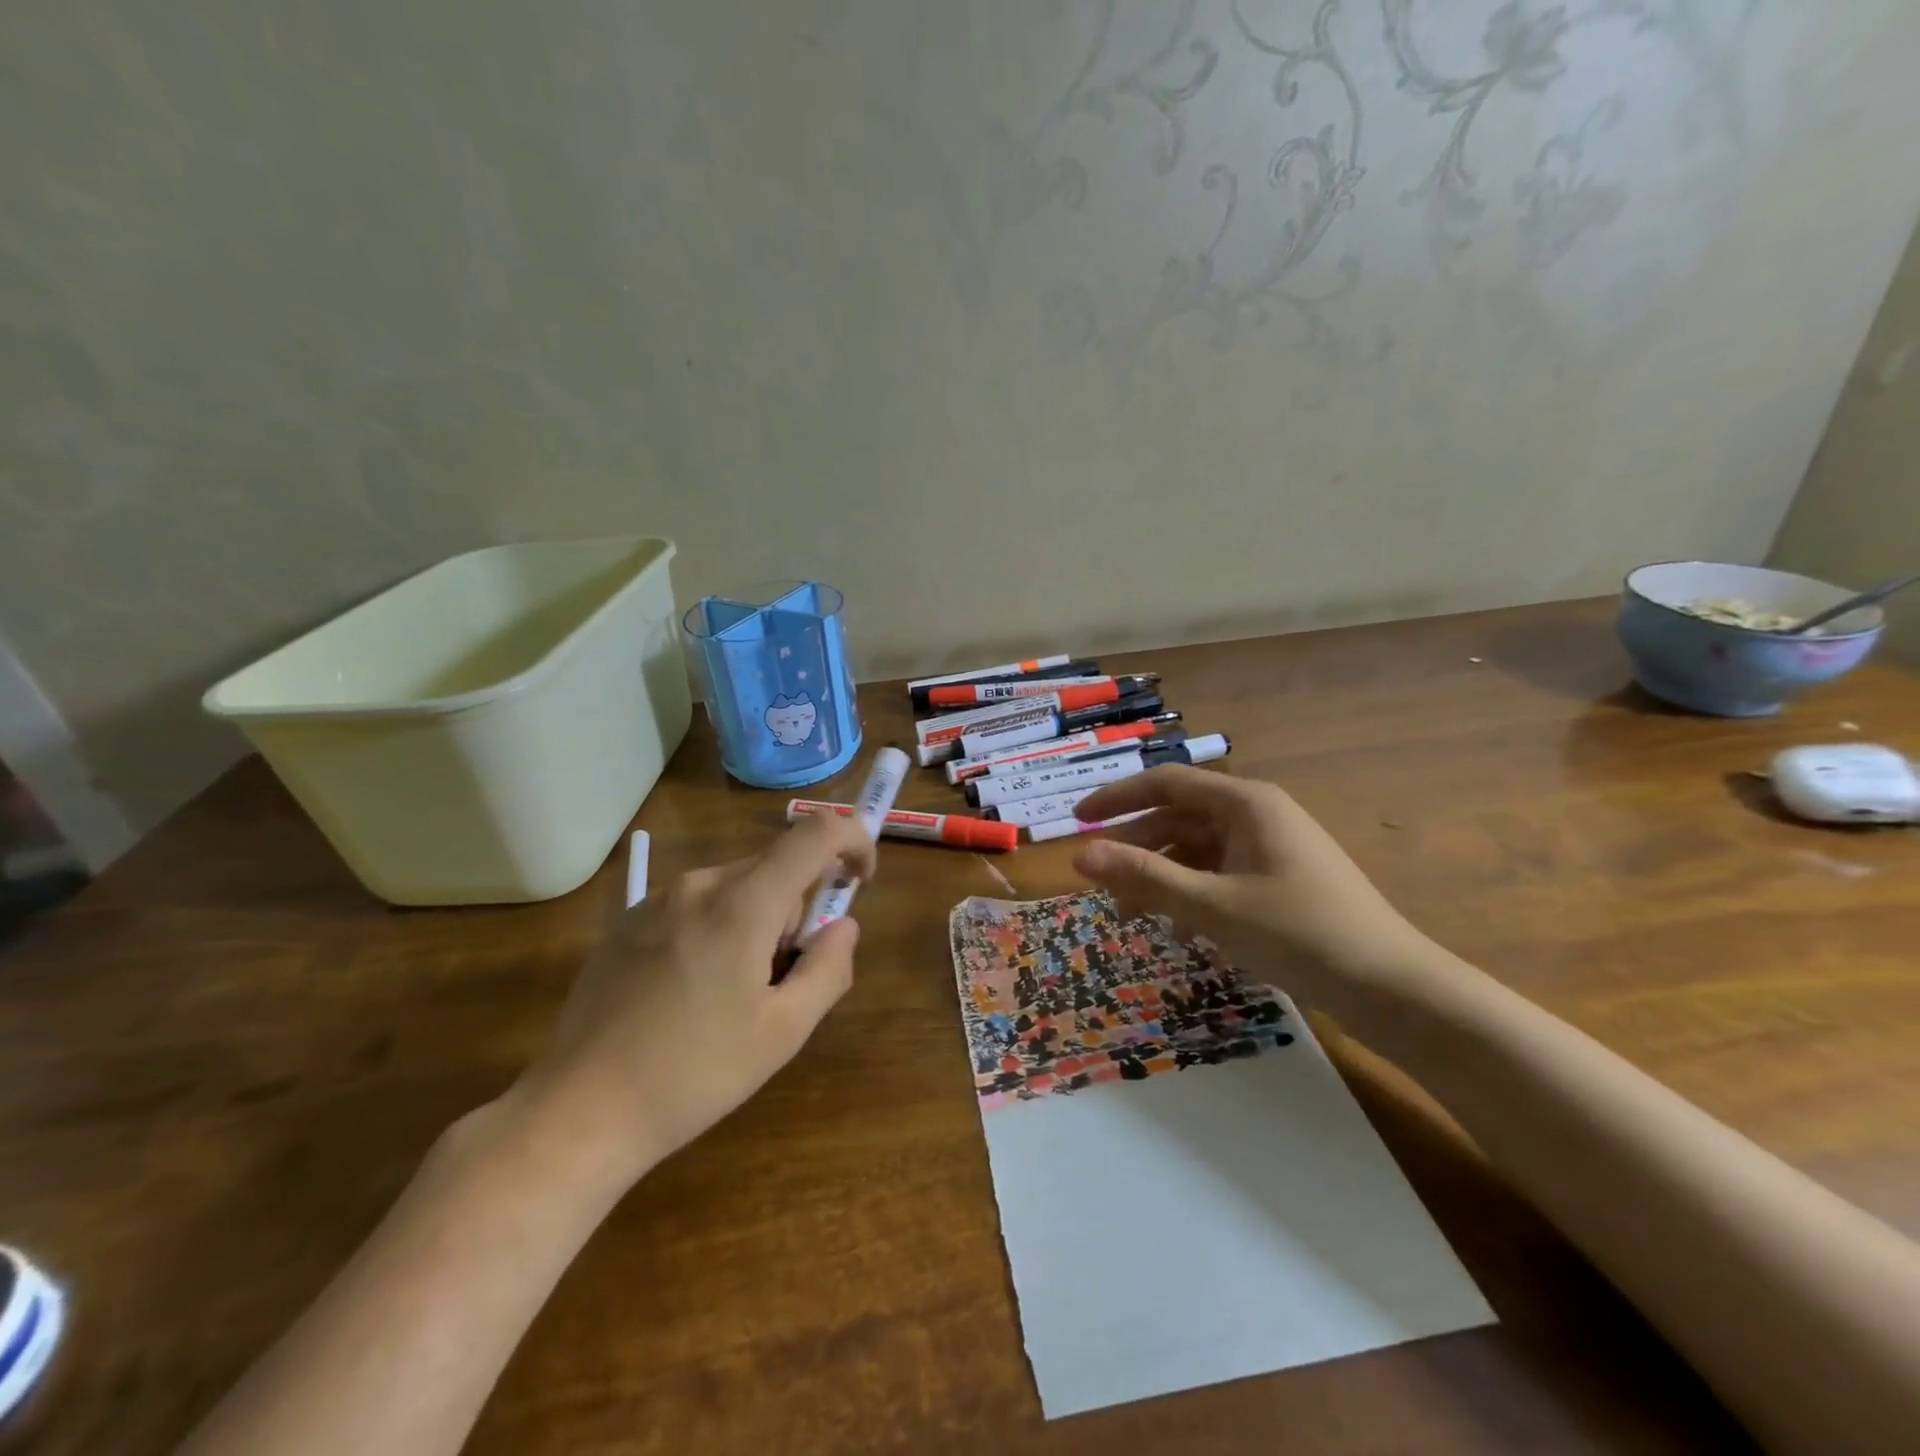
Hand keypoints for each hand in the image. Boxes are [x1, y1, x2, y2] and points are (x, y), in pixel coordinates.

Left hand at [508, 811, 877, 1190]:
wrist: (579, 1112)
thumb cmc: (694, 1074)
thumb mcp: (783, 1031)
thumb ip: (828, 968)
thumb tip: (842, 926)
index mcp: (743, 904)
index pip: (815, 834)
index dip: (852, 841)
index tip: (860, 881)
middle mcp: (700, 884)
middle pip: (776, 866)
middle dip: (798, 907)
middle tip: (784, 975)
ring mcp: (657, 899)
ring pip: (737, 886)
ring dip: (758, 920)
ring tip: (734, 993)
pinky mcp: (628, 921)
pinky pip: (697, 903)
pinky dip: (719, 926)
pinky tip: (692, 990)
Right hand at [1070, 767, 1431, 994]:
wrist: (1393, 988)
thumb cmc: (1299, 933)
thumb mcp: (1212, 906)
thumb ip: (1144, 877)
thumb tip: (1080, 855)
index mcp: (1245, 803)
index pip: (1165, 783)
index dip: (1116, 798)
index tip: (1077, 820)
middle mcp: (1257, 815)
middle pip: (1179, 818)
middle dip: (1137, 848)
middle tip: (1099, 880)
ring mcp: (1271, 848)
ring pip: (1198, 850)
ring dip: (1162, 877)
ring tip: (1132, 915)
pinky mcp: (1280, 880)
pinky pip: (1220, 875)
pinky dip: (1193, 896)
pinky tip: (1180, 933)